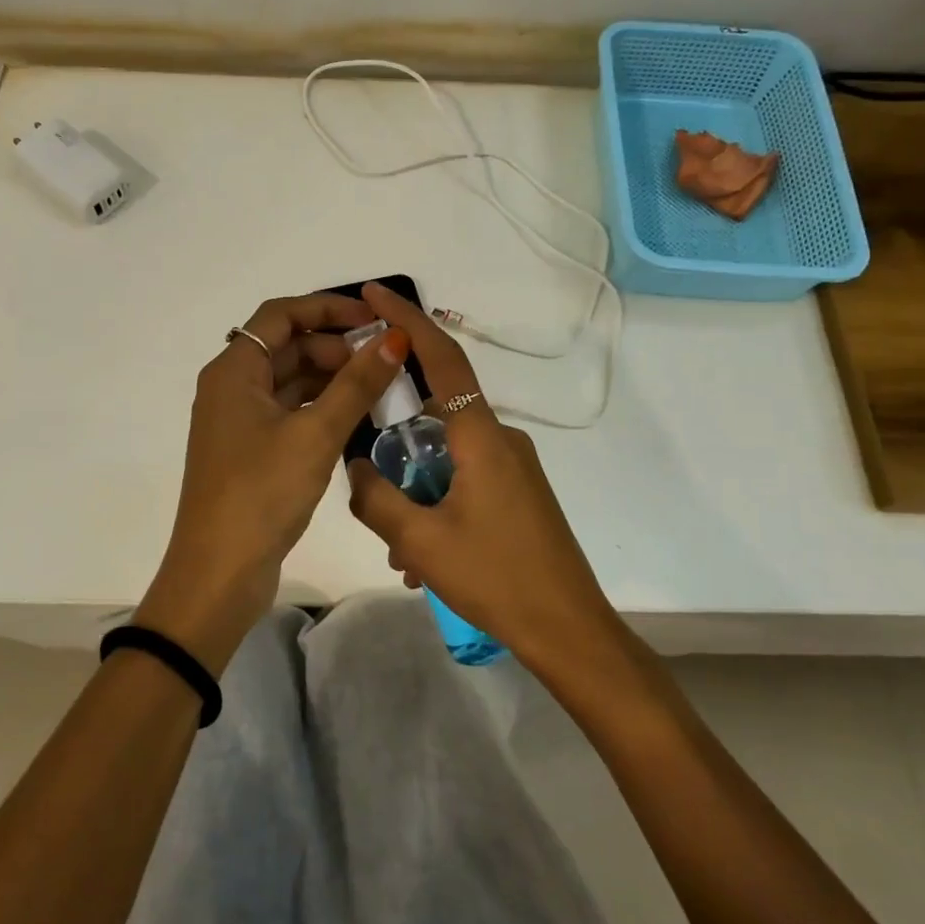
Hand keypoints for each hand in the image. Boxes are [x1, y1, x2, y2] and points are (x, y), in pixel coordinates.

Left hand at [135, 293, 409, 673]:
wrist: (219, 574)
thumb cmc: (262, 494)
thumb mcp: (316, 434)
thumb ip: (357, 384)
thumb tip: (395, 338)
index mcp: (234, 371)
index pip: (282, 314)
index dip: (329, 308)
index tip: (375, 318)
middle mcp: (232, 388)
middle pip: (287, 346)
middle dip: (336, 346)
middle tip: (385, 359)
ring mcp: (240, 422)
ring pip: (291, 381)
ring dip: (332, 377)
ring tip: (381, 386)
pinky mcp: (251, 451)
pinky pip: (290, 411)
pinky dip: (322, 406)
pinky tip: (357, 416)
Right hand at [346, 282, 621, 668]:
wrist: (569, 629)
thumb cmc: (496, 577)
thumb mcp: (420, 541)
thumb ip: (375, 496)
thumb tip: (355, 467)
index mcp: (480, 434)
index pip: (441, 357)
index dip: (405, 320)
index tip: (372, 294)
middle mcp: (500, 437)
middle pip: (434, 414)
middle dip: (395, 440)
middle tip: (367, 474)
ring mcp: (514, 466)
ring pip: (446, 457)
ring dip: (414, 489)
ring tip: (399, 548)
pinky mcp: (518, 492)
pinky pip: (464, 480)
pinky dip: (436, 505)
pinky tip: (422, 560)